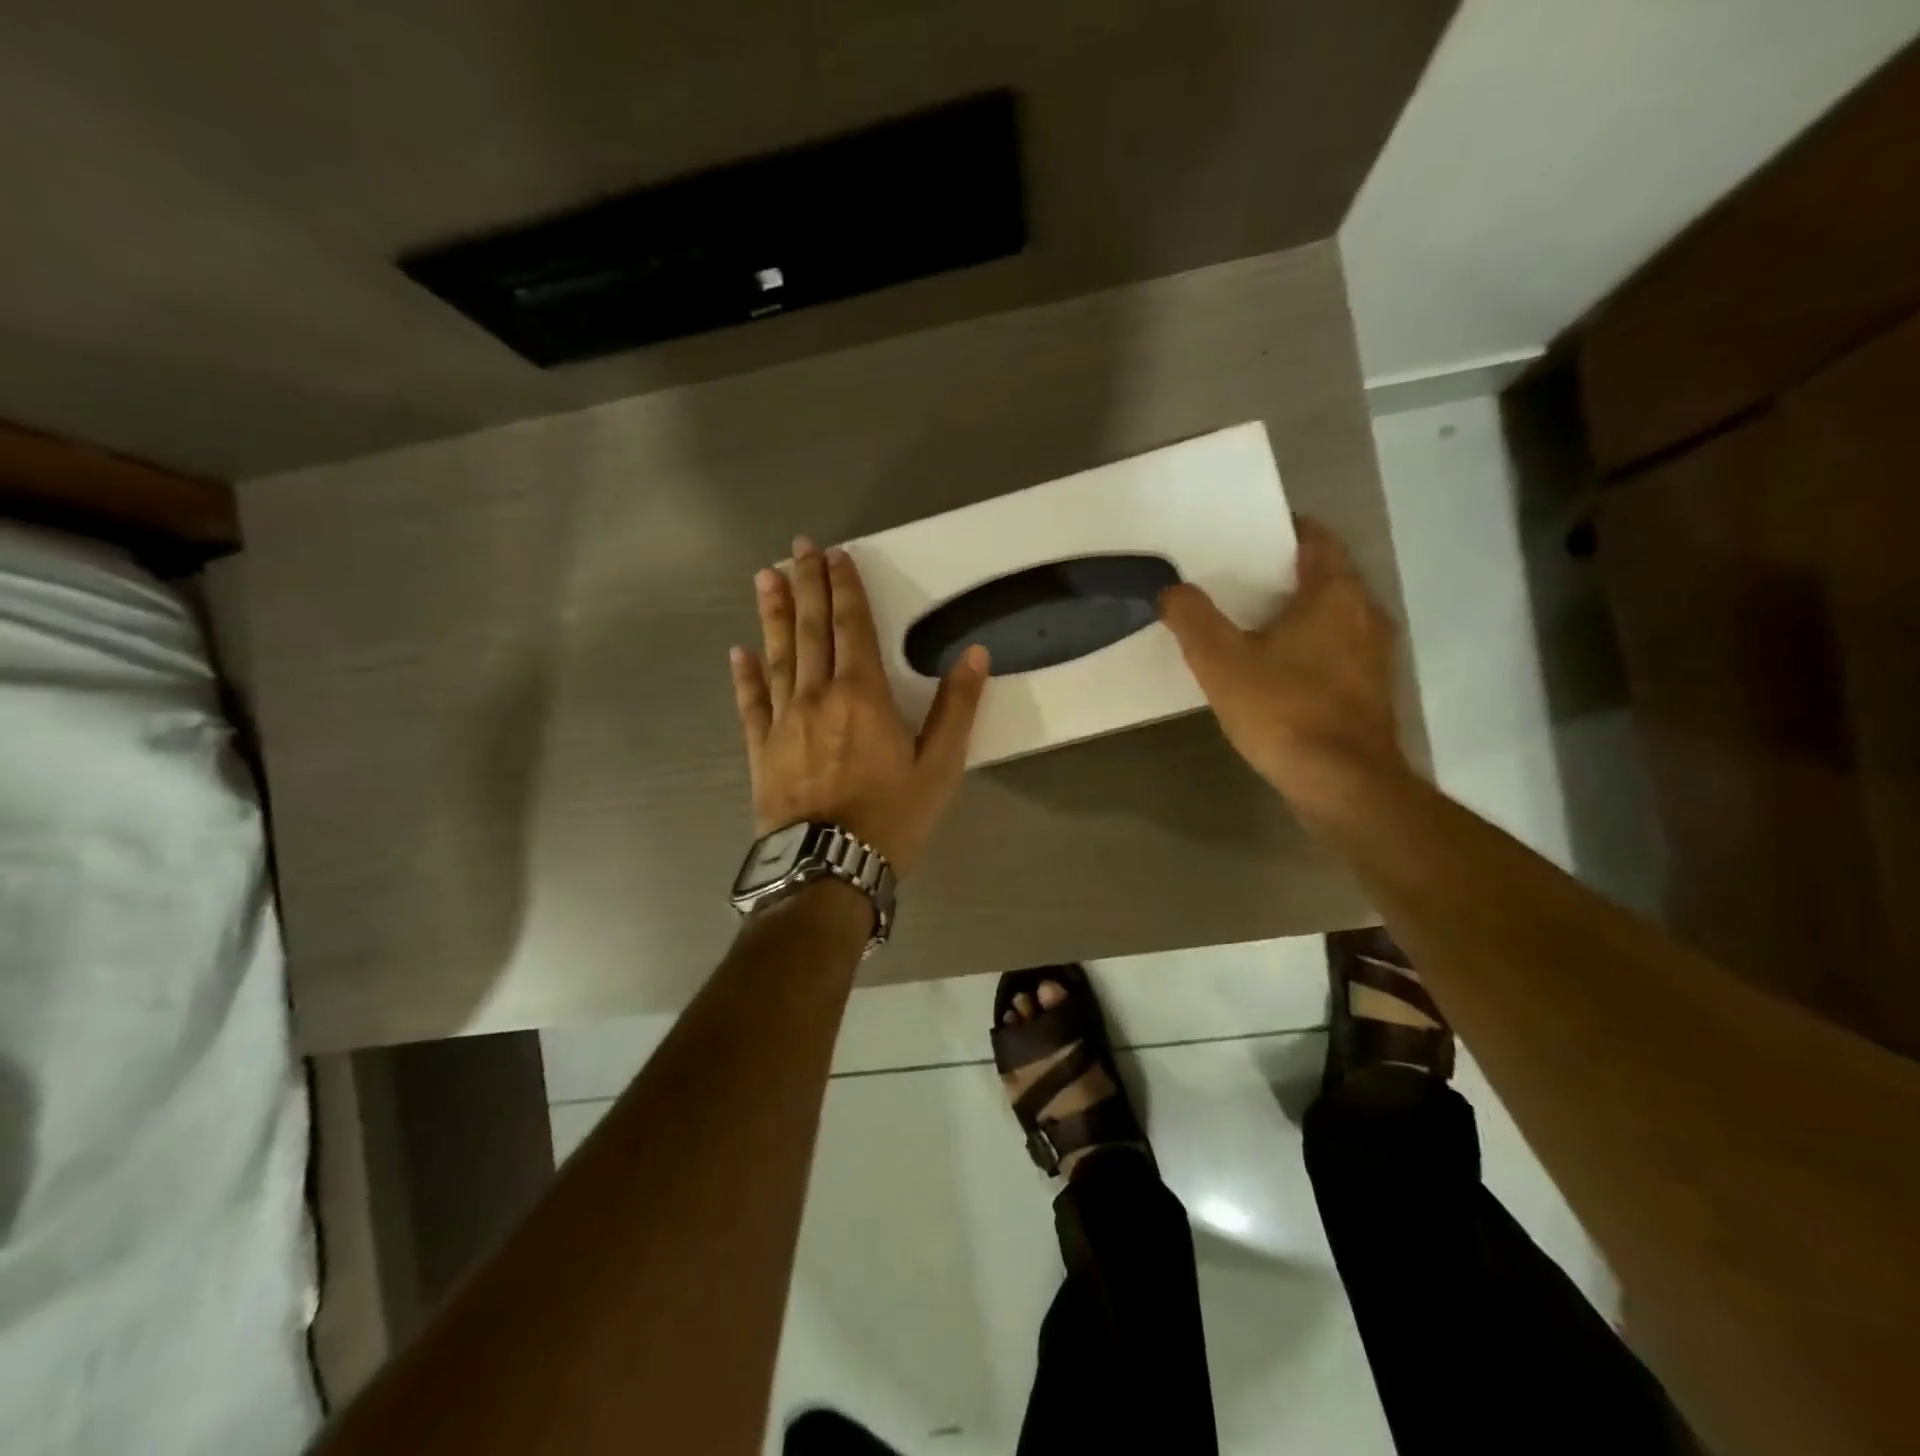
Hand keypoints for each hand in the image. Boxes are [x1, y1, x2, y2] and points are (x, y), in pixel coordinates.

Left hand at [730, 536, 989, 876]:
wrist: (829, 868)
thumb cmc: (892, 818)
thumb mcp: (940, 766)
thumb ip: (956, 708)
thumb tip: (975, 655)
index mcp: (863, 695)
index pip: (853, 627)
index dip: (845, 588)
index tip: (835, 555)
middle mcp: (818, 696)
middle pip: (812, 630)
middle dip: (807, 584)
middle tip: (796, 547)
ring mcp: (783, 721)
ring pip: (777, 656)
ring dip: (773, 614)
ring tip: (765, 577)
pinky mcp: (761, 750)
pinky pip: (750, 704)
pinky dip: (744, 676)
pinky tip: (738, 651)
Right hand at [1158, 516, 1406, 814]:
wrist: (1343, 783)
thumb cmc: (1283, 710)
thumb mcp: (1220, 661)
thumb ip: (1192, 618)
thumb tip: (1172, 589)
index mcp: (1336, 593)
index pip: (1316, 538)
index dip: (1281, 529)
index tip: (1244, 534)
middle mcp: (1365, 613)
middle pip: (1324, 576)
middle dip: (1281, 574)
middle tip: (1233, 579)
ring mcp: (1374, 654)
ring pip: (1331, 615)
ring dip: (1295, 613)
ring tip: (1247, 622)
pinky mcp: (1370, 690)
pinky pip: (1335, 649)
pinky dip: (1307, 646)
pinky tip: (1273, 669)